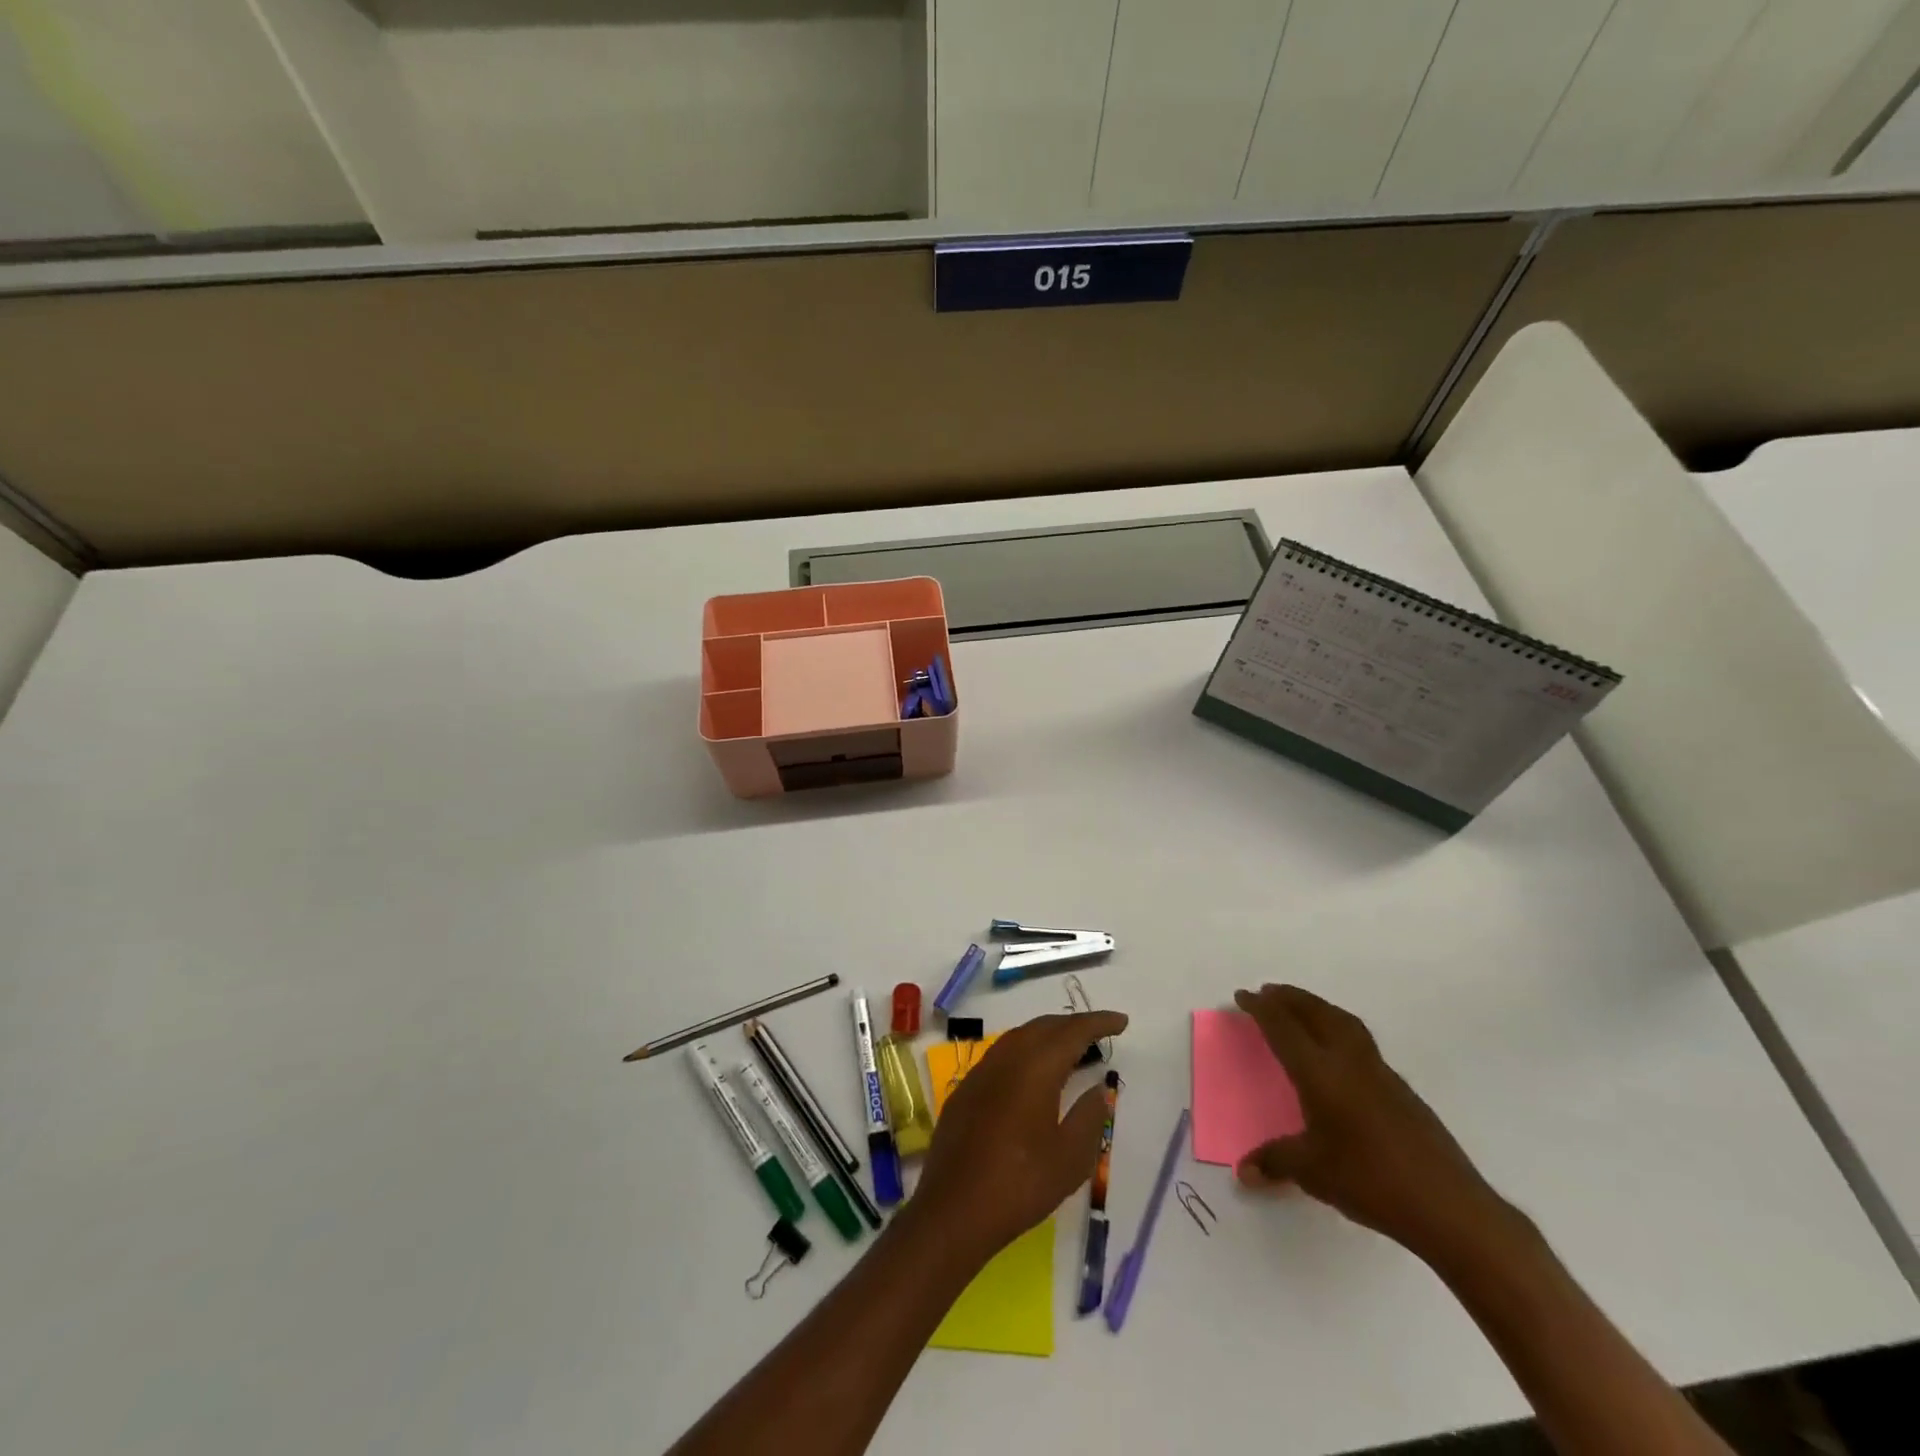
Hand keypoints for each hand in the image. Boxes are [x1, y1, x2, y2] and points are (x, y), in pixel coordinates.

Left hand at [912, 1010, 1127, 1264]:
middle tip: (1099, 1033)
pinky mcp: (966, 1089)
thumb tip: (1098, 1088)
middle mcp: (1006, 1058)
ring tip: (1070, 1049)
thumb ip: (1089, 1117)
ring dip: (1047, 1035)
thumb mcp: (1070, 1158)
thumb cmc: (1020, 1184)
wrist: (954, 1209)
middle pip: (1044, 1026)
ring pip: (1020, 1037)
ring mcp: (981, 1071)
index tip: (1122, 1022)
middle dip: (1073, 1024)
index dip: (1098, 1023)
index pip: (1072, 1032)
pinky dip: (1026, 1051)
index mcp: (1035, 1068)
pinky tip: (1033, 1073)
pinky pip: (1002, 1054)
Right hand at [1234, 984, 1509, 1263]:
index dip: (1261, 1009)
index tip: (1243, 995)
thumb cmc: (1371, 1182)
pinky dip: (1339, 1028)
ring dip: (1317, 1007)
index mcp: (1321, 1073)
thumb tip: (1243, 1171)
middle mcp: (1349, 1062)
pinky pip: (1360, 1040)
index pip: (1284, 1028)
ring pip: (1343, 1021)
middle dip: (1290, 998)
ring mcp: (1380, 1072)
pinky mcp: (1401, 1089)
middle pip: (1316, 1013)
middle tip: (1268, 992)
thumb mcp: (1313, 1173)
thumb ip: (1275, 1162)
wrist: (1449, 1206)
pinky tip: (1337, 1052)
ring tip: (1300, 1008)